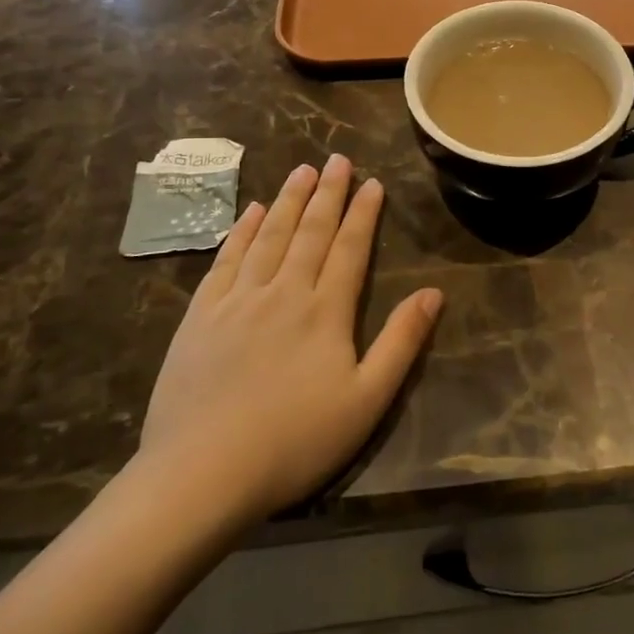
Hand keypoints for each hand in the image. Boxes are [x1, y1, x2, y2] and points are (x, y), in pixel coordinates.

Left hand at [137, 155, 441, 529]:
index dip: (363, 213)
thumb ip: (401, 342)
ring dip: (287, 200)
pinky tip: (249, 212)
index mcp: (325, 311)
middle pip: (310, 232)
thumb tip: (433, 293)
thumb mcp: (367, 400)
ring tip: (301, 170)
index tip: (373, 182)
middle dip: (328, 193)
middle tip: (338, 159)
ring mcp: (237, 301)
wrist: (202, 474)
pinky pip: (225, 260)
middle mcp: (283, 292)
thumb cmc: (295, 442)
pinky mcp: (200, 316)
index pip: (350, 248)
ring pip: (268, 236)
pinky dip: (240, 231)